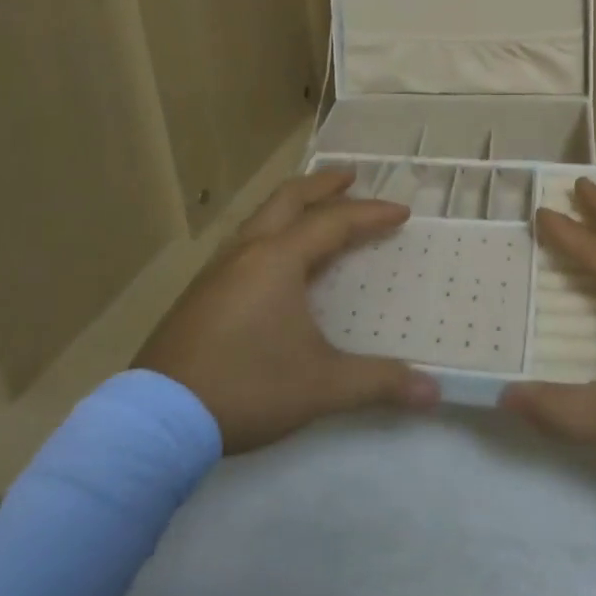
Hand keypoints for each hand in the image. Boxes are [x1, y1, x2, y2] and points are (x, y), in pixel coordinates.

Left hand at [134, 168, 439, 453]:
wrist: (159, 419)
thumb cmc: (247, 387)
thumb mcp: (321, 386)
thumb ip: (379, 383)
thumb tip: (436, 394)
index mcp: (277, 259)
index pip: (334, 223)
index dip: (370, 215)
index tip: (400, 213)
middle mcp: (247, 252)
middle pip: (288, 199)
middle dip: (322, 185)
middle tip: (350, 177)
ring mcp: (217, 270)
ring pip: (260, 218)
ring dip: (292, 206)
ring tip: (313, 210)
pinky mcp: (199, 293)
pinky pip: (243, 242)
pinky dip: (270, 232)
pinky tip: (272, 260)